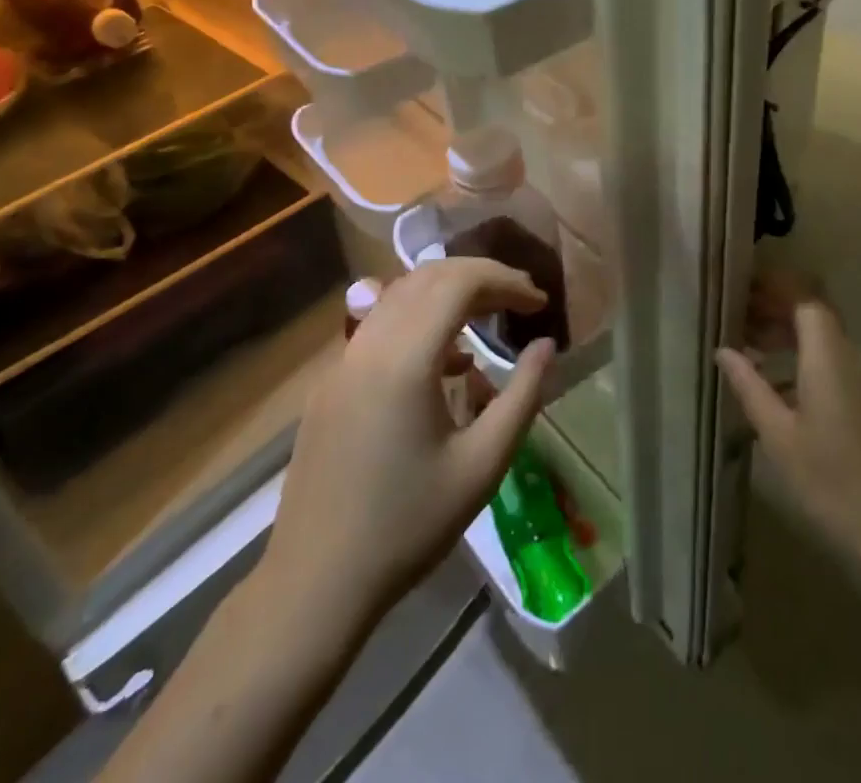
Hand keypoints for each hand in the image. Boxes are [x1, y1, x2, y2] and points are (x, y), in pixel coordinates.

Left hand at [267, 258, 556, 629]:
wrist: (315, 583)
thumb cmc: (407, 526)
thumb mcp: (482, 466)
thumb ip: (522, 396)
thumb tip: (545, 345)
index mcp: (405, 359)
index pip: (459, 283)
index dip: (505, 280)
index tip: (539, 301)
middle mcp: (369, 344)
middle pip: (428, 277)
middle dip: (480, 277)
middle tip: (519, 299)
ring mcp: (342, 360)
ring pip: (399, 294)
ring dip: (447, 292)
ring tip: (488, 316)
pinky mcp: (331, 382)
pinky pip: (379, 325)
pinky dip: (418, 319)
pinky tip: (445, 360)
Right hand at [717, 273, 860, 566]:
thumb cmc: (833, 480)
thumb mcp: (779, 435)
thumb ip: (750, 386)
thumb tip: (724, 351)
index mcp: (829, 355)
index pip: (803, 296)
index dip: (773, 287)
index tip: (742, 291)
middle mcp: (853, 356)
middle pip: (814, 315)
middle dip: (775, 312)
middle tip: (738, 324)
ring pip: (826, 341)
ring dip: (789, 339)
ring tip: (752, 356)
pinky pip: (838, 364)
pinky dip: (807, 362)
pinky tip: (782, 393)